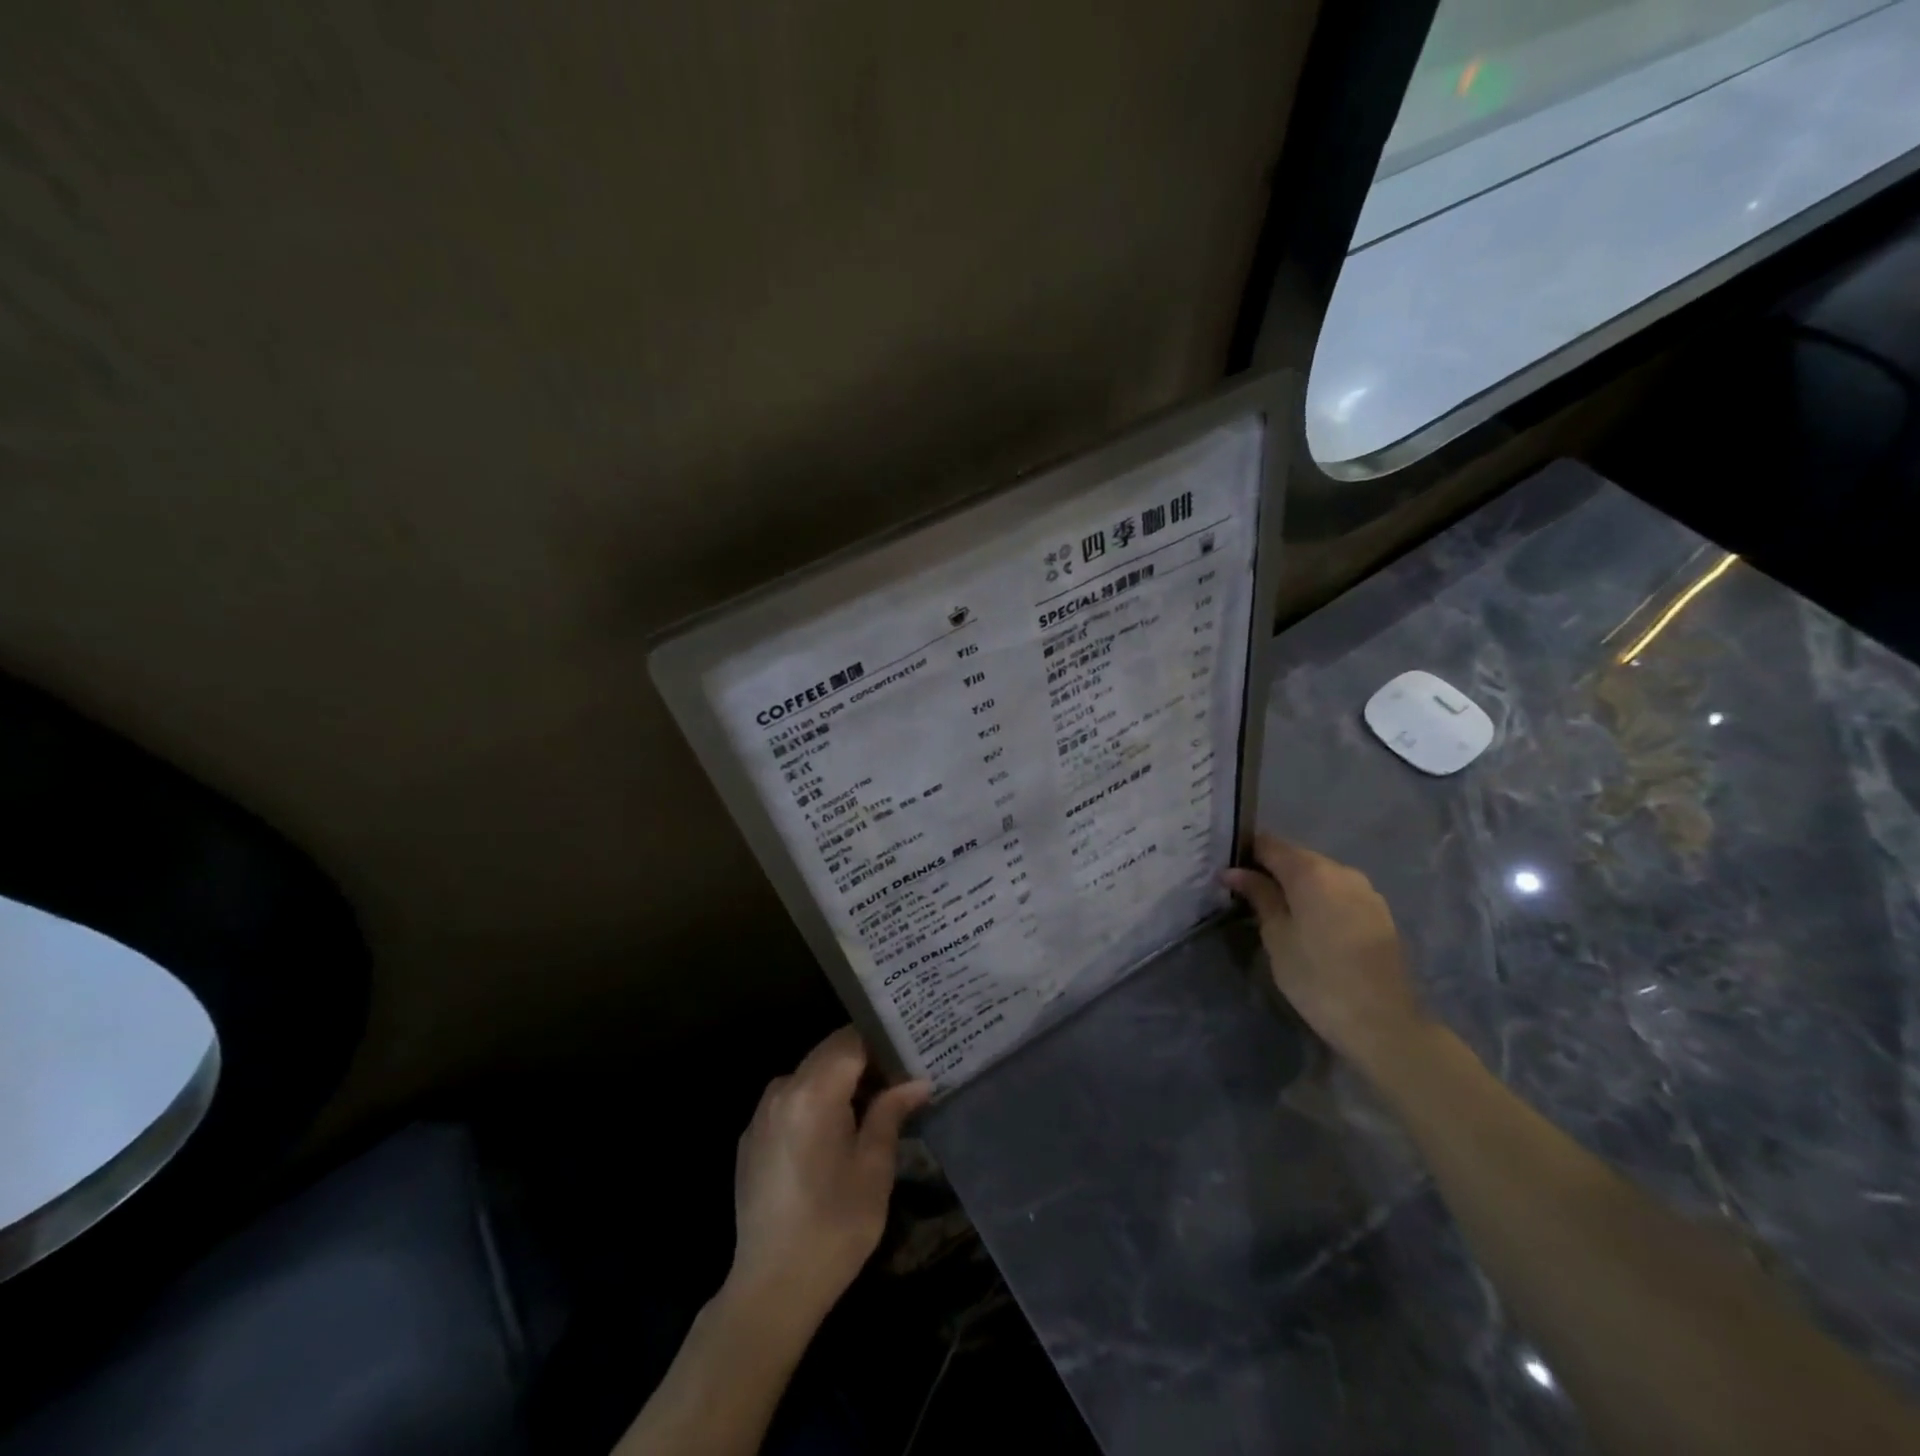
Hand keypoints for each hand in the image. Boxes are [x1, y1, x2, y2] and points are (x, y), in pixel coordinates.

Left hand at [726, 1027, 930, 1335]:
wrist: (771, 1289)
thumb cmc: (833, 1227)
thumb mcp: (874, 1168)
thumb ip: (891, 1113)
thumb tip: (918, 1081)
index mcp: (813, 1092)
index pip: (852, 1039)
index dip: (882, 1040)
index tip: (910, 1050)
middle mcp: (782, 1090)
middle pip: (828, 1052)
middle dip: (863, 1058)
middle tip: (899, 1075)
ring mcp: (762, 1113)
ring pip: (809, 1074)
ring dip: (839, 1080)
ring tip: (873, 1102)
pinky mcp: (752, 1137)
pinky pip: (791, 1100)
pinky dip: (816, 1101)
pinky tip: (835, 1132)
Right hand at [1223, 834, 1428, 1076]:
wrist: (1383, 1022)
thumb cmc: (1317, 977)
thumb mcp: (1277, 936)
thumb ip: (1259, 896)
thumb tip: (1234, 871)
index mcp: (1311, 871)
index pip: (1269, 844)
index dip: (1245, 852)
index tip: (1226, 870)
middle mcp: (1341, 871)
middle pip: (1296, 858)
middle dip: (1270, 870)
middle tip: (1244, 893)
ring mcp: (1365, 891)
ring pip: (1319, 876)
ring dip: (1295, 886)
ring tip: (1274, 911)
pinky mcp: (1378, 913)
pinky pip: (1338, 894)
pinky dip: (1318, 900)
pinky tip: (1308, 924)